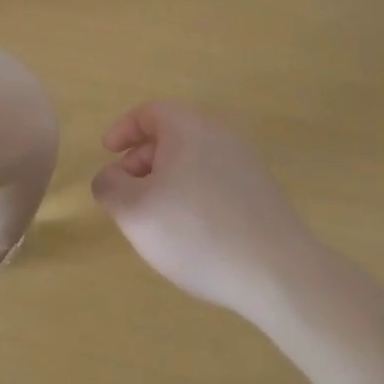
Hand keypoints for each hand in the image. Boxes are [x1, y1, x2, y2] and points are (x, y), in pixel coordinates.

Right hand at [91, 102, 326, 318]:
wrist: (276, 272)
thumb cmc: (196, 231)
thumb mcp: (134, 210)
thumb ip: (110, 186)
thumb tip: (111, 177)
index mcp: (189, 126)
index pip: (149, 112)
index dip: (123, 129)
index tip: (107, 153)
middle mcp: (220, 135)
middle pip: (171, 136)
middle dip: (141, 162)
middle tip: (126, 195)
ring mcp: (245, 163)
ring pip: (192, 161)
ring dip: (166, 183)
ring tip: (155, 221)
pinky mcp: (260, 193)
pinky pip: (214, 182)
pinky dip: (192, 197)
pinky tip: (190, 235)